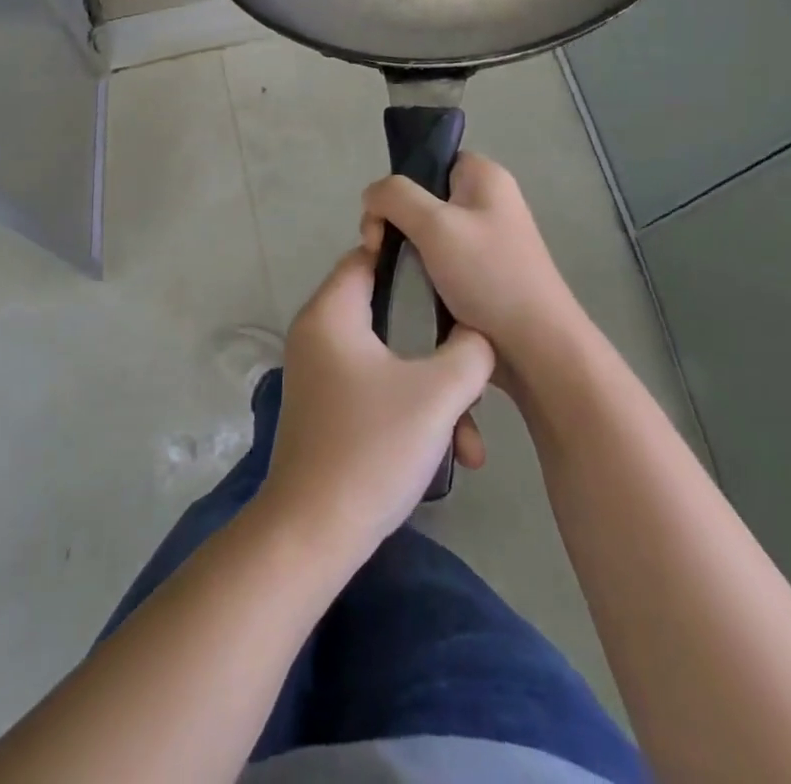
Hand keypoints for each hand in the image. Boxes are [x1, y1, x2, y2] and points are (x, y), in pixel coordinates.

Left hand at [255, 247, 494, 566]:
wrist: (314, 532)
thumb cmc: (373, 447)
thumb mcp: (437, 394)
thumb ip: (469, 351)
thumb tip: (477, 334)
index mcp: (331, 313)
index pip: (369, 257)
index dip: (412, 261)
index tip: (455, 279)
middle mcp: (318, 333)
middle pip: (387, 313)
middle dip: (437, 344)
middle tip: (474, 366)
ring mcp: (319, 373)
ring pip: (389, 359)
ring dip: (432, 391)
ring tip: (471, 440)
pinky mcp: (327, 407)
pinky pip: (376, 388)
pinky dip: (410, 409)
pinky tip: (450, 453)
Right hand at [361, 153, 583, 395]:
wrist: (537, 347)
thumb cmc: (488, 276)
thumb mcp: (435, 225)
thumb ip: (394, 196)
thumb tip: (371, 196)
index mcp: (484, 176)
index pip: (428, 160)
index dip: (399, 185)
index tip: (383, 219)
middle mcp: (487, 200)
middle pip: (421, 196)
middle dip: (393, 222)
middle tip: (377, 251)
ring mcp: (486, 238)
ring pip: (425, 232)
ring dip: (403, 251)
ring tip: (393, 276)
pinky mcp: (482, 272)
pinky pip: (438, 259)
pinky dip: (419, 272)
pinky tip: (411, 291)